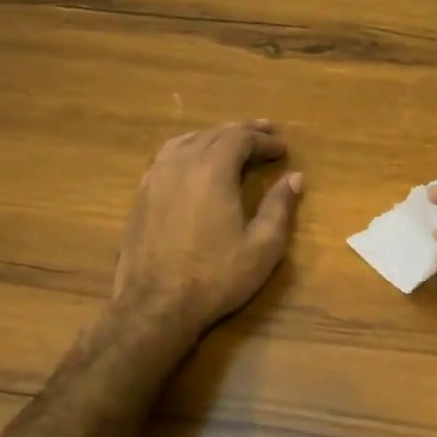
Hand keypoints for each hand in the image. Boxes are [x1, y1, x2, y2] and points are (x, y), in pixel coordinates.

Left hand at [114, 120, 302, 335]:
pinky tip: (194, 161)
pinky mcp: (141, 195)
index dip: (264, 140)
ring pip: (187, 140)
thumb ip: (279, 207)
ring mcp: (156, 177)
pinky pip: (167, 156)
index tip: (283, 148)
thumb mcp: (262, 246)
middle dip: (242, 131)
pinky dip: (188, 149)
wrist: (155, 305)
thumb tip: (294, 178)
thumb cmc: (216, 276)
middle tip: (265, 133)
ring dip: (214, 136)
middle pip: (214, 133)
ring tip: (231, 141)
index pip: (241, 138)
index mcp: (213, 170)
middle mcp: (182, 163)